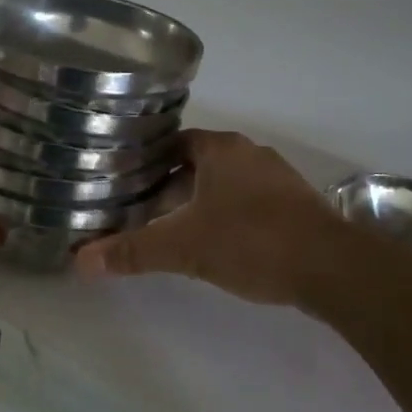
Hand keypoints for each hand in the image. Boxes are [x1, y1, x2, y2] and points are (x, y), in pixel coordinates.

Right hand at [74, 129, 350, 303]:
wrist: (332, 268)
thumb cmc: (251, 241)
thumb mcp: (184, 248)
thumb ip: (133, 251)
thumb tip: (80, 261)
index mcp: (221, 149)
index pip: (174, 143)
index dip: (148, 162)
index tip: (125, 183)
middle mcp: (250, 153)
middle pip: (198, 164)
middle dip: (171, 187)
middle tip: (143, 213)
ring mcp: (278, 178)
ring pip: (226, 184)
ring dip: (201, 202)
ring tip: (175, 230)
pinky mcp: (296, 204)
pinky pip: (251, 201)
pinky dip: (230, 215)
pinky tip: (220, 244)